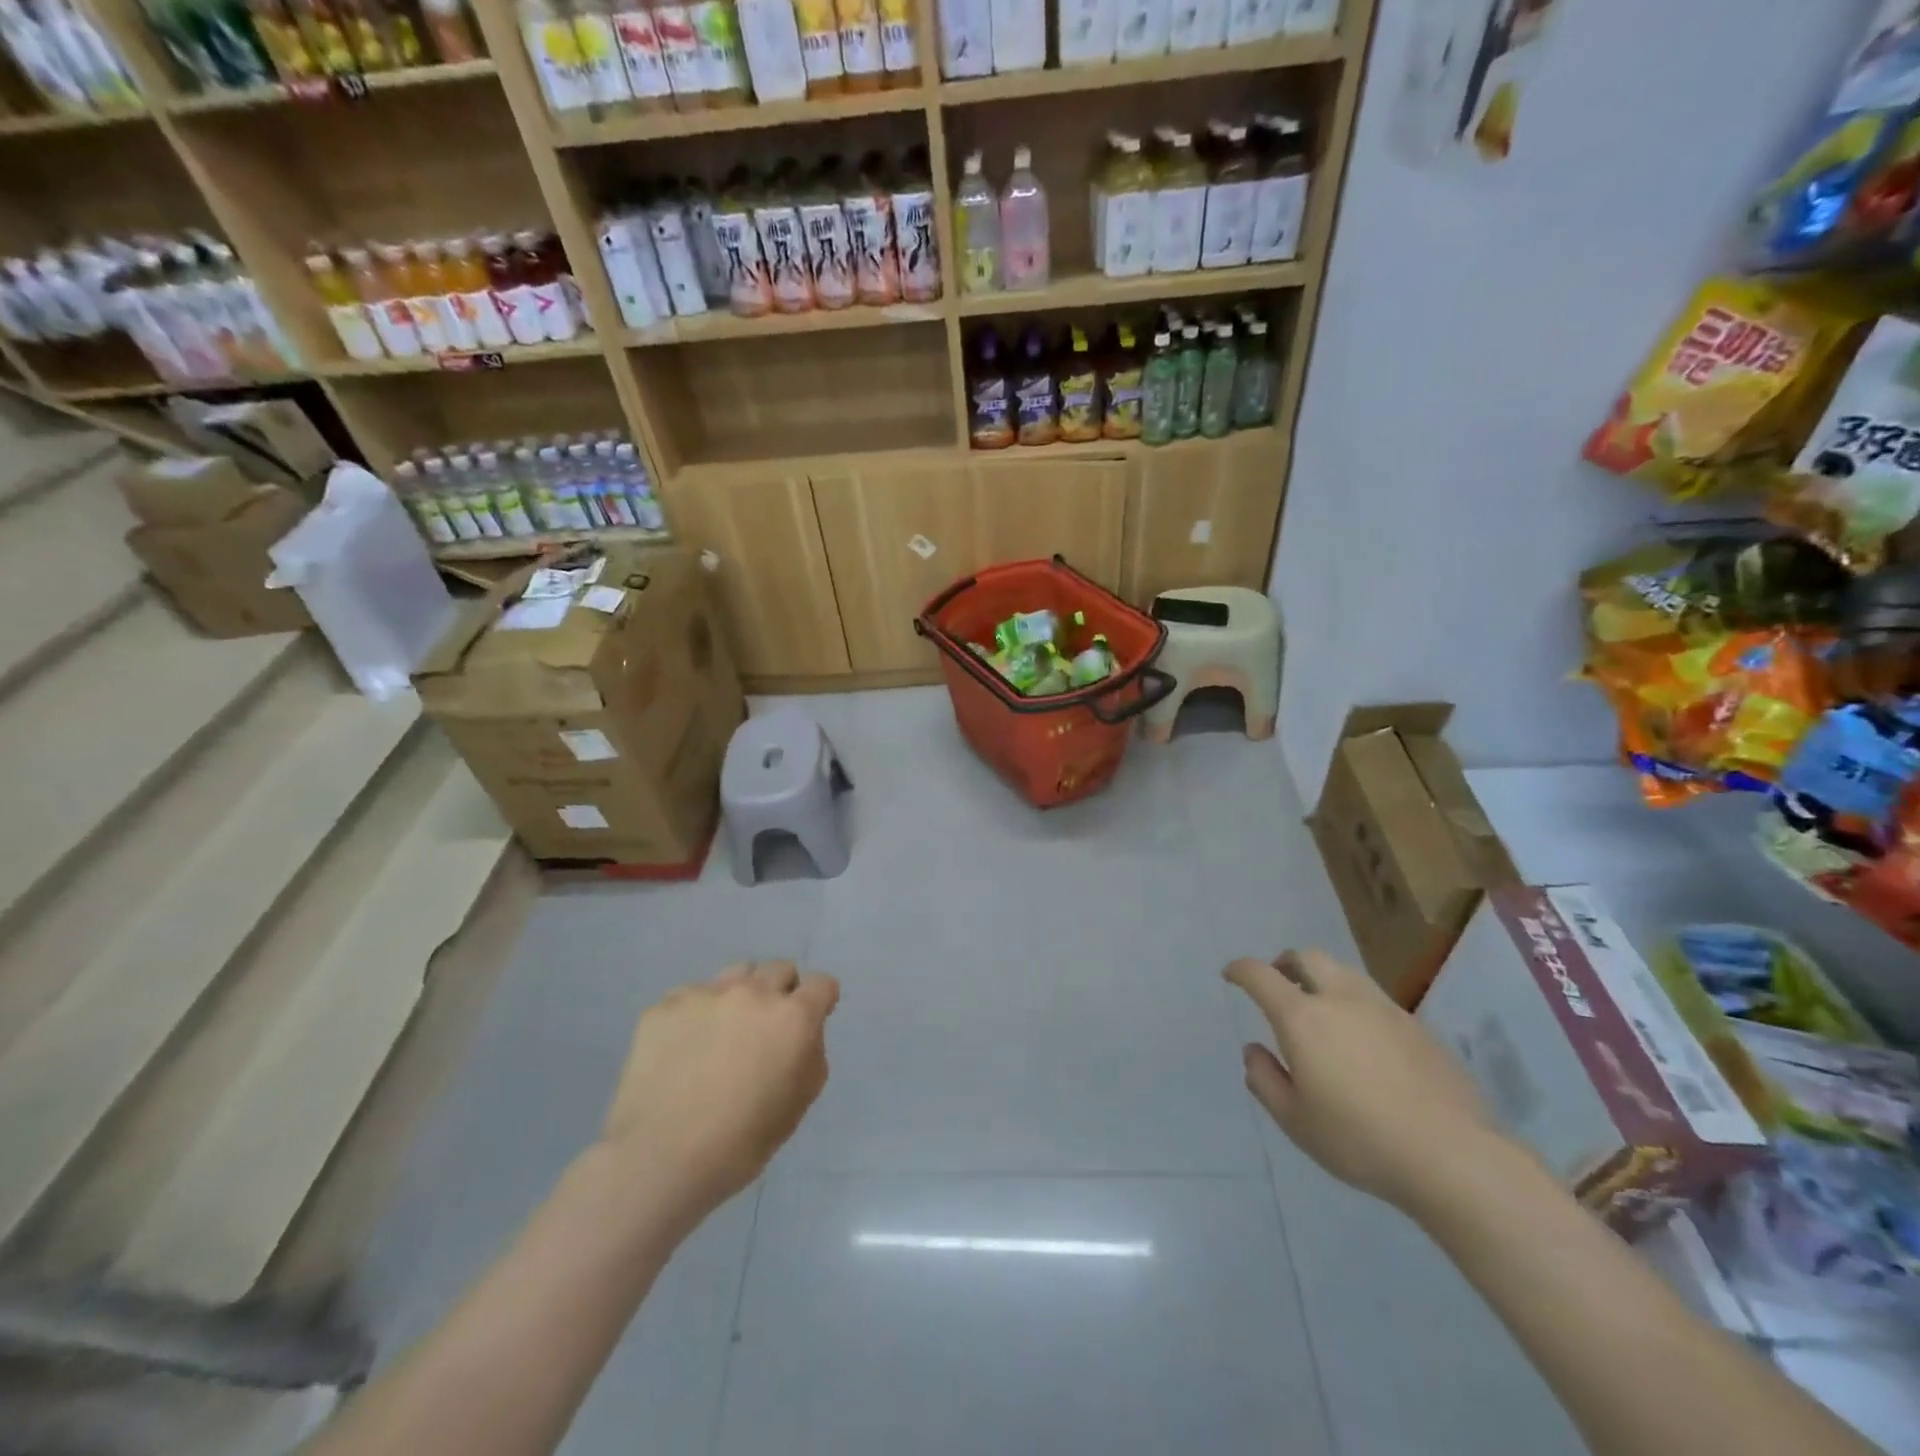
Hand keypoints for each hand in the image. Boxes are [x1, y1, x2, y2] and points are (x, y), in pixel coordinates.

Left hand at [598, 961, 838, 1221]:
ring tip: (724, 1032)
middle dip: (781, 993)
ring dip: (741, 995)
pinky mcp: (665, 1005)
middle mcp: (754, 992)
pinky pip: (691, 997)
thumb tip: (801, 1034)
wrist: (659, 1159)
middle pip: (780, 969)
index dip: (820, 1001)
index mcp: (793, 1017)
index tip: (810, 1020)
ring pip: (737, 974)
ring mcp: (706, 994)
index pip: (821, 984)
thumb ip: (810, 1054)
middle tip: (765, 1030)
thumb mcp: (799, 1103)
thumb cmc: (741, 1142)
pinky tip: (683, 1050)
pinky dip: (696, 1015)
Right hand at [1225, 950, 1502, 1209]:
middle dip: (1285, 963)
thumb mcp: (1295, 1120)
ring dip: (1322, 978)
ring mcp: (1384, 1008)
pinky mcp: (1418, 1026)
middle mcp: (1341, 999)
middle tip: (1278, 982)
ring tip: (1321, 1008)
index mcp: (1302, 1017)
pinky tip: (1363, 1040)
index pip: (1260, 975)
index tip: (1231, 974)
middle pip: (1307, 957)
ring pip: (1344, 972)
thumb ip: (1265, 1080)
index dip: (1241, 970)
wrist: (1454, 1156)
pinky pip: (1374, 999)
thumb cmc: (1360, 1139)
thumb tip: (1255, 1051)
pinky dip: (1355, 1003)